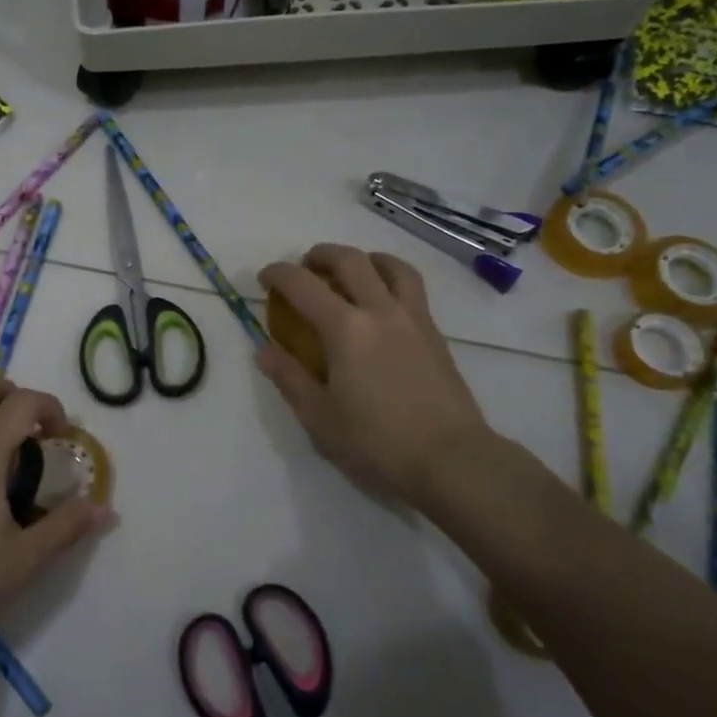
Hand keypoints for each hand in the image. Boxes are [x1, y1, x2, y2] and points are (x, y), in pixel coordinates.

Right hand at [257, 245, 495, 507]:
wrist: (452, 461)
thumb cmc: (378, 443)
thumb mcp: (319, 418)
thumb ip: (289, 378)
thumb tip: (264, 350)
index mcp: (345, 329)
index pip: (303, 285)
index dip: (278, 274)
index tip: (265, 278)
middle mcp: (380, 311)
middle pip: (350, 260)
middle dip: (321, 255)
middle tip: (305, 267)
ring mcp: (413, 319)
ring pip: (390, 266)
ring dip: (364, 259)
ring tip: (351, 272)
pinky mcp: (435, 334)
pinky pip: (412, 288)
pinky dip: (390, 278)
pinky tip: (382, 303)